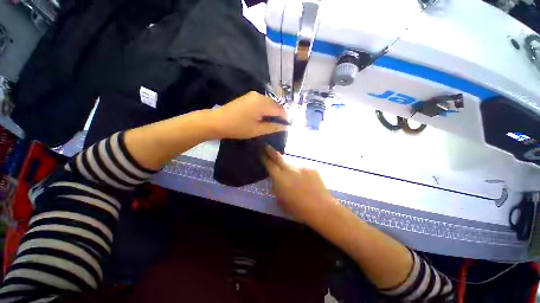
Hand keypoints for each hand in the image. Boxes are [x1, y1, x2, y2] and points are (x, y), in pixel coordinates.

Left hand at [211, 91, 287, 138]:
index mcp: (263, 104)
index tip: (289, 125)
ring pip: (269, 102)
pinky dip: (267, 109)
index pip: (280, 109)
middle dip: (281, 114)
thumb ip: (273, 127)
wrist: (217, 121)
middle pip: (275, 104)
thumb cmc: (238, 127)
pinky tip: (265, 116)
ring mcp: (253, 95)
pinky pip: (262, 102)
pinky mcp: (248, 97)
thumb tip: (286, 127)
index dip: (286, 117)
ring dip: (274, 111)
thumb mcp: (258, 130)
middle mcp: (259, 96)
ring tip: (275, 122)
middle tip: (282, 125)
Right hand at [262, 145, 334, 222]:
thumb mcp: (281, 201)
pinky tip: (307, 183)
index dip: (265, 159)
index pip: (270, 165)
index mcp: (280, 178)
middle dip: (271, 152)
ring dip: (291, 170)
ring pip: (292, 166)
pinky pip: (303, 170)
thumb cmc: (298, 209)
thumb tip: (275, 181)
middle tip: (267, 147)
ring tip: (296, 180)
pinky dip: (302, 175)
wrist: (321, 208)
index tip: (262, 154)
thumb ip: (276, 188)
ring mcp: (302, 168)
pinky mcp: (312, 169)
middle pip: (279, 158)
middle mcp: (290, 170)